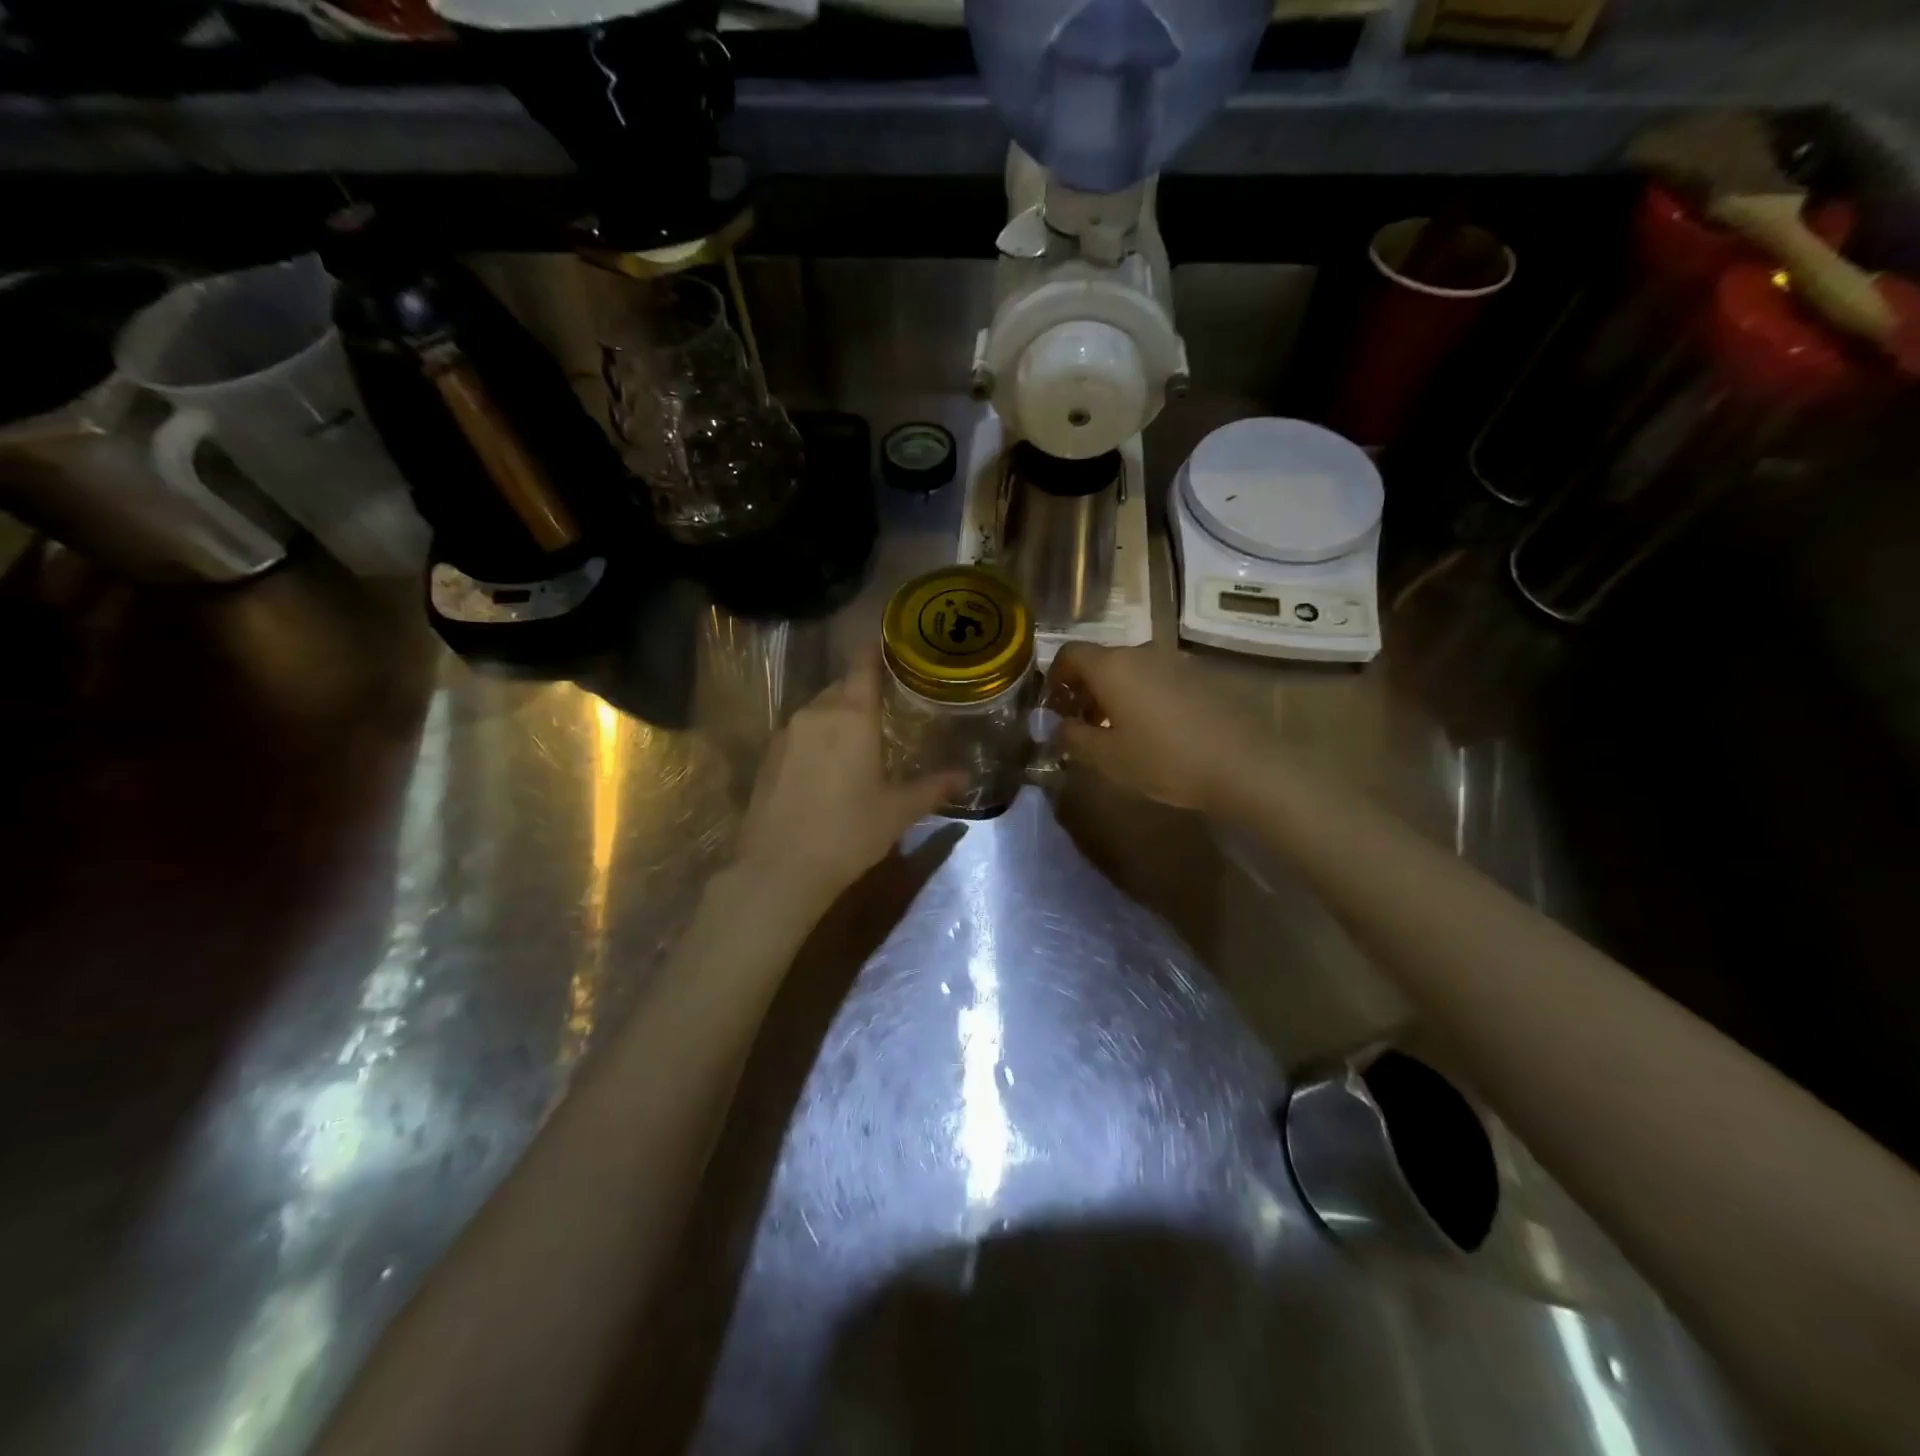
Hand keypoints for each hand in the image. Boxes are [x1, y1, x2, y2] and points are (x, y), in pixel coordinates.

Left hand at [733, 650, 963, 915]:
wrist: (778, 870)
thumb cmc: (848, 833)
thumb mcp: (898, 812)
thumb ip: (933, 788)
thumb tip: (966, 777)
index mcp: (851, 714)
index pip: (863, 663)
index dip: (877, 650)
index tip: (893, 646)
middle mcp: (815, 712)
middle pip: (842, 686)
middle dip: (864, 691)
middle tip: (890, 706)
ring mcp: (786, 732)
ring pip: (819, 710)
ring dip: (839, 716)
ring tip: (862, 739)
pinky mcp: (767, 755)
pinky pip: (800, 732)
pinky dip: (817, 737)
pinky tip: (828, 766)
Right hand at [1049, 643, 1263, 812]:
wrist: (1243, 765)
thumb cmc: (1164, 760)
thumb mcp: (1107, 757)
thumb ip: (1072, 736)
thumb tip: (1055, 725)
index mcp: (1113, 666)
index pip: (1070, 653)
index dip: (1054, 678)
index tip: (1054, 707)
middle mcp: (1142, 652)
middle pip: (1102, 661)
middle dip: (1084, 689)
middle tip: (1082, 725)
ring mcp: (1176, 660)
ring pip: (1131, 669)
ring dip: (1115, 693)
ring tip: (1118, 730)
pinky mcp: (1202, 674)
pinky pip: (1159, 677)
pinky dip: (1144, 695)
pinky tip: (1154, 729)